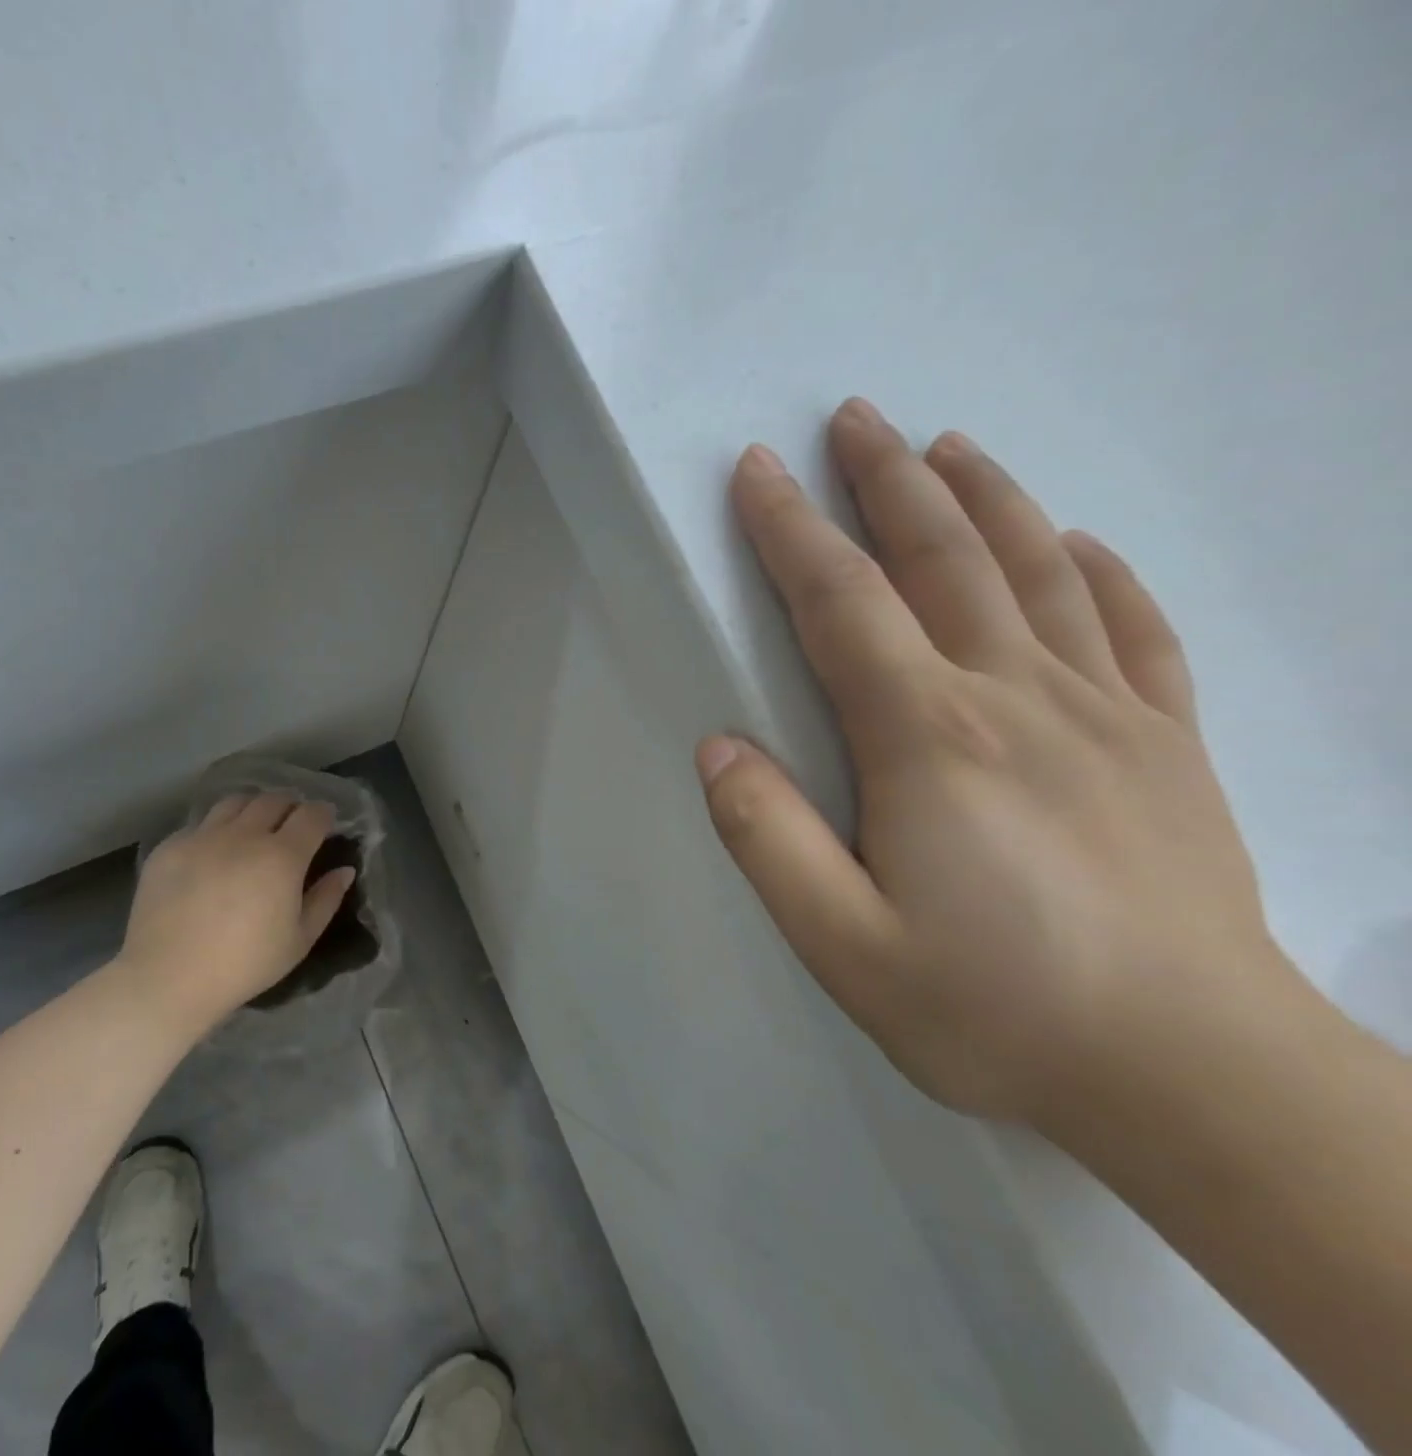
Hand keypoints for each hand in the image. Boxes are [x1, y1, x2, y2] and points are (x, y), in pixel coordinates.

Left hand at [111, 794, 356, 1036]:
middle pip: (274, 799)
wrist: (169, 978)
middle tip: (291, 825)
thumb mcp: (299, 940)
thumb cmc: (245, 964)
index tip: (326, 822)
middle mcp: (244, 835)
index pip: (312, 814)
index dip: (323, 813)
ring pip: (235, 802)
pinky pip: (200, 824)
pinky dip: (215, 829)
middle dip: (289, 806)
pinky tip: (213, 853)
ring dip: (253, 808)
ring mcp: (204, 836)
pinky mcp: (171, 846)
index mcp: (282, 856)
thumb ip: (326, 899)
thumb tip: (344, 870)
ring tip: (253, 827)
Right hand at [697, 399, 1304, 1129]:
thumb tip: (719, 746)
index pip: (842, 603)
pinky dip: (1100, 573)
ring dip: (985, 498)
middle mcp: (1015, 698)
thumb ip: (767, 837)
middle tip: (852, 418)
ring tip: (946, 447)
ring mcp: (1107, 714)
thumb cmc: (995, 1009)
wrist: (1197, 1079)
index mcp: (928, 738)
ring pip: (1039, 571)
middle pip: (943, 559)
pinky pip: (1134, 631)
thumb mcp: (843, 942)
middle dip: (886, 481)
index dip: (791, 530)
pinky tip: (1078, 542)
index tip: (757, 471)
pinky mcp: (1170, 746)